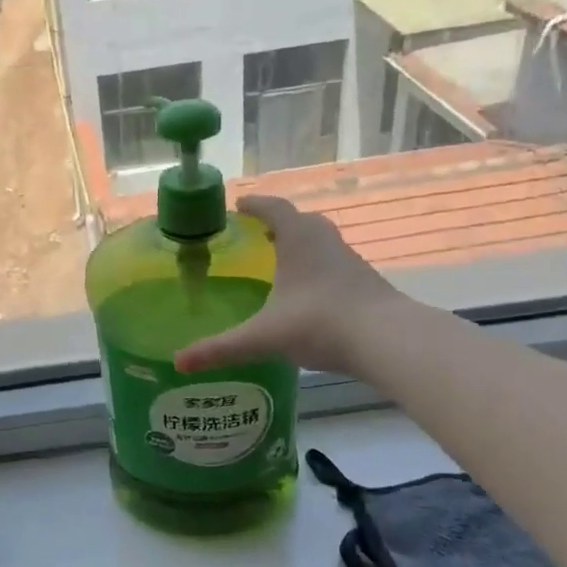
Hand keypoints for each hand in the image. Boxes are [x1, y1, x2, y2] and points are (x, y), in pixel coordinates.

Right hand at [175, 195, 401, 376]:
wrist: (387, 340)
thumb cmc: (319, 322)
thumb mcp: (263, 336)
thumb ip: (221, 348)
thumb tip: (179, 361)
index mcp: (299, 239)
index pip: (274, 209)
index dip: (256, 205)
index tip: (240, 206)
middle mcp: (326, 242)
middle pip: (302, 221)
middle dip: (279, 224)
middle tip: (258, 235)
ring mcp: (350, 262)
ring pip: (322, 243)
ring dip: (301, 247)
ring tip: (280, 264)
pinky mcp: (366, 284)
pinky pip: (335, 266)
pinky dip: (318, 270)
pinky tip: (308, 295)